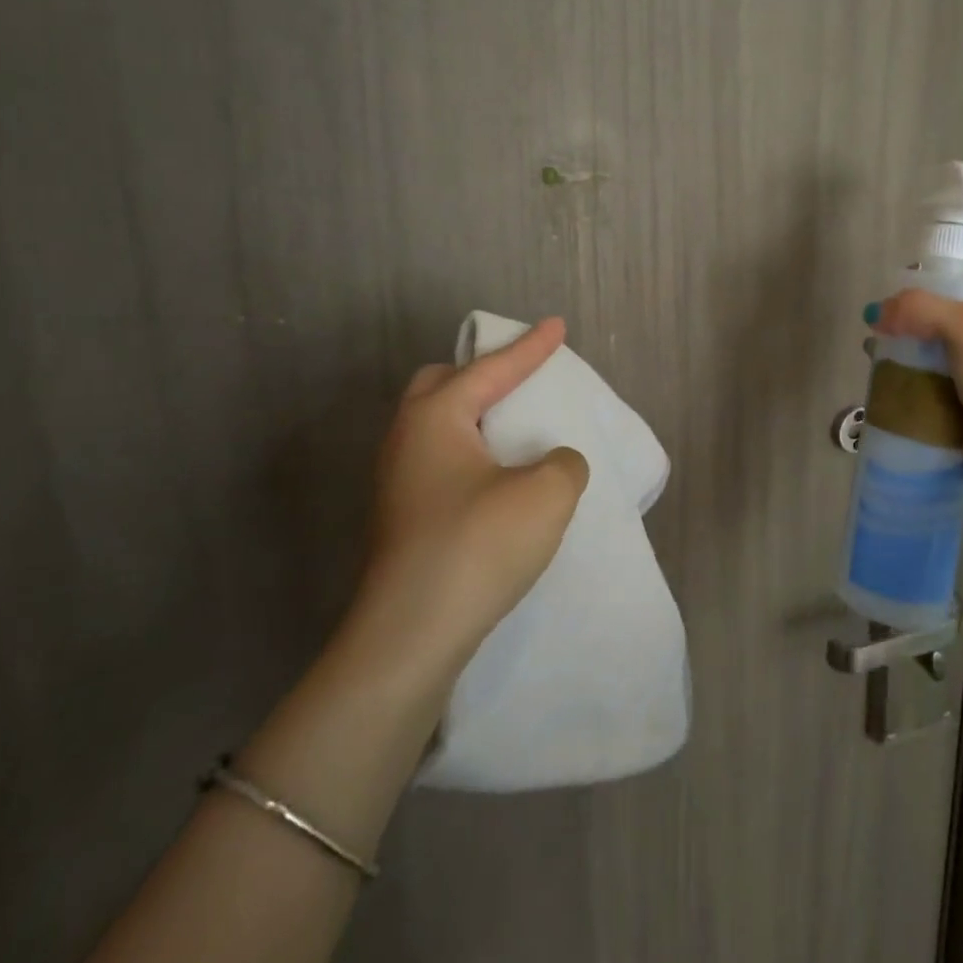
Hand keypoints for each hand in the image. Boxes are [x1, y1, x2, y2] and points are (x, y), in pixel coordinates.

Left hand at [357, 318, 589, 673]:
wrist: (409, 637)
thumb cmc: (477, 547)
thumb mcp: (546, 494)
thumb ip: (563, 463)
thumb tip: (552, 464)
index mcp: (436, 417)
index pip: (492, 368)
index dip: (531, 347)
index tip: (558, 325)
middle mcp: (407, 439)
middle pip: (442, 384)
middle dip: (483, 373)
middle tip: (520, 379)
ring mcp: (398, 481)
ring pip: (437, 425)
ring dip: (475, 416)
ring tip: (513, 427)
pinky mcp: (403, 517)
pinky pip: (441, 460)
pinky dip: (471, 452)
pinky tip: (498, 478)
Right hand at [868, 266, 962, 507]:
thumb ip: (919, 308)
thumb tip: (876, 312)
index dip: (938, 273)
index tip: (901, 282)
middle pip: (947, 313)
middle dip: (912, 315)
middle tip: (882, 321)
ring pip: (935, 349)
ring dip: (906, 349)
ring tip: (876, 351)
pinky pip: (931, 382)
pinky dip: (910, 379)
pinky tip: (886, 380)